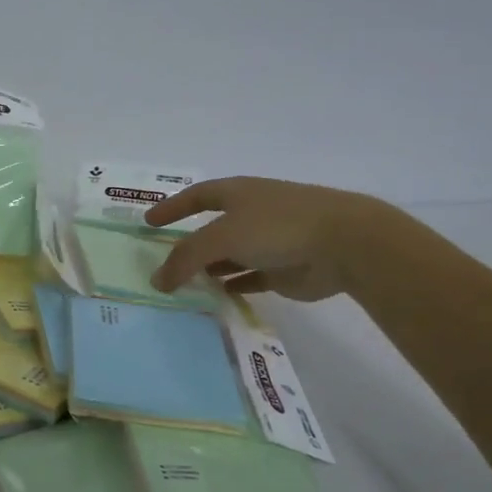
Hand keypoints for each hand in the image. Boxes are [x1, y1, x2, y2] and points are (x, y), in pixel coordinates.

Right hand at [147, 177, 380, 301]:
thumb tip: (158, 280)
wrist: (343, 244)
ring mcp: (268, 242)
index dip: (172, 208)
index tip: (148, 223)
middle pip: (211, 228)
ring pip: (229, 256)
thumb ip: (185, 258)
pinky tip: (215, 298)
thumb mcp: (222, 236)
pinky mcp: (282, 270)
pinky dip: (232, 286)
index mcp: (238, 194)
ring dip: (208, 269)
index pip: (196, 196)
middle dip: (188, 244)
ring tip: (182, 286)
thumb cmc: (278, 227)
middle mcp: (251, 214)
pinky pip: (249, 279)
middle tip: (161, 263)